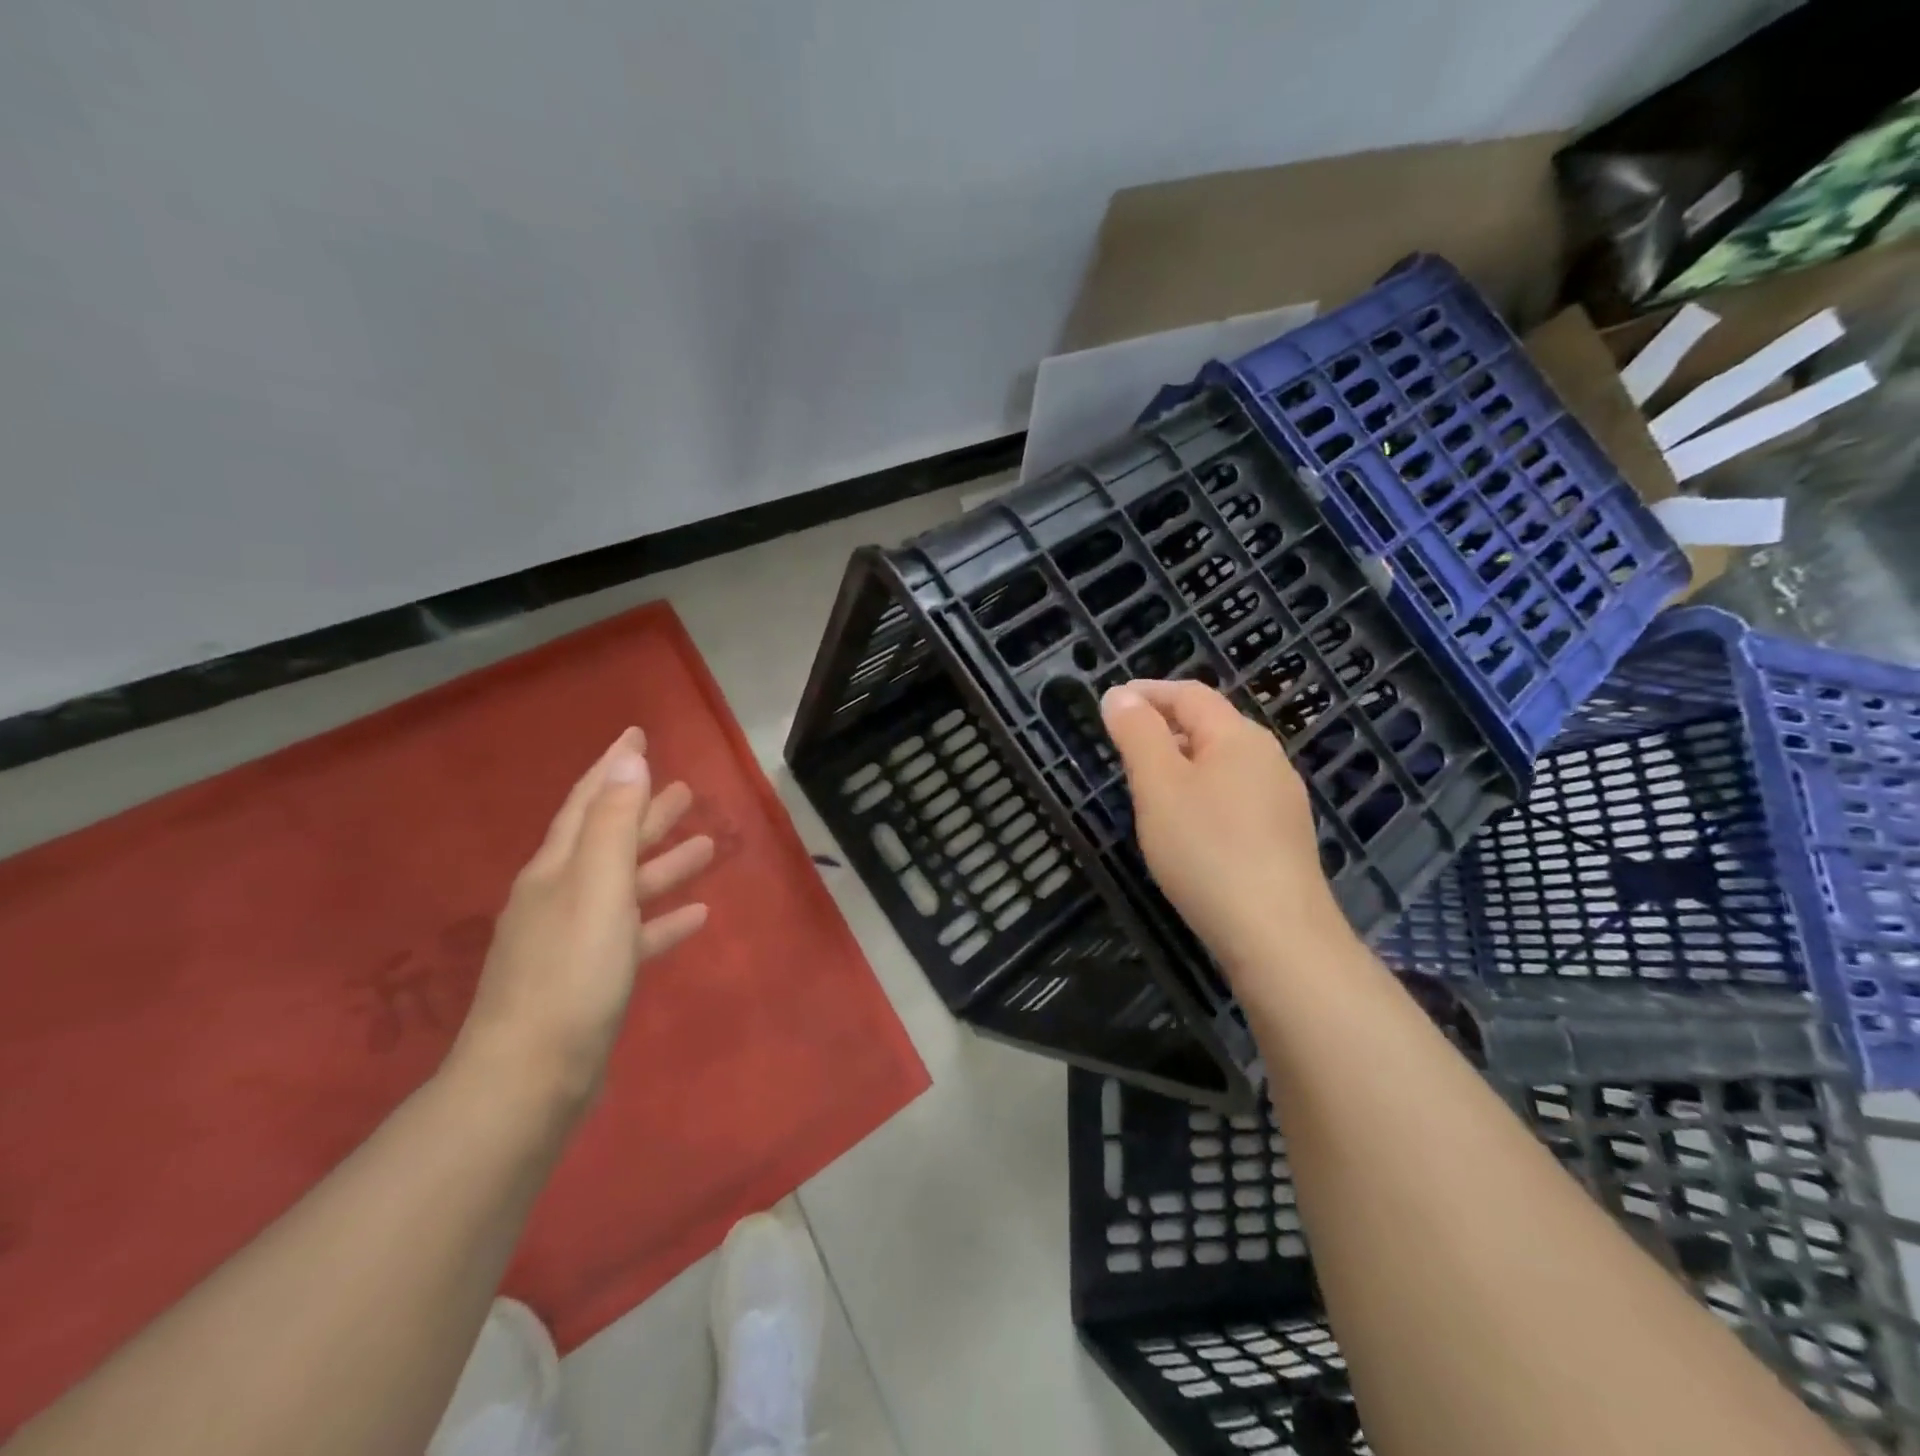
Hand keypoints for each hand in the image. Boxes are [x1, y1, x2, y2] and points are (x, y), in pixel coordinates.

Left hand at [450, 727, 714, 1111]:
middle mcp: (561, 897)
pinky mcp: (592, 978)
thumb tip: (628, 761)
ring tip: (706, 846)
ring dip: (663, 864)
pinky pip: (634, 934)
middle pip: (609, 841)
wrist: (530, 1079)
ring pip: (627, 887)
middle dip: (646, 812)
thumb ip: (613, 825)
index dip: (614, 767)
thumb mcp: (596, 889)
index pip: (588, 802)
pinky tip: (696, 914)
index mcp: (556, 870)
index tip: (638, 734)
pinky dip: (662, 919)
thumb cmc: (570, 974)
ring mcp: (575, 940)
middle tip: (686, 789)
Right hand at [1100, 679, 1347, 979]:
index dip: (1148, 692)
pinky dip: (1202, 793)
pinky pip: (1235, 796)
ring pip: (1223, 764)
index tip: (1111, 702)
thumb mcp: (1158, 786)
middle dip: (1164, 727)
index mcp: (1238, 737)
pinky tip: (1187, 825)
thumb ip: (1137, 734)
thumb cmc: (1207, 850)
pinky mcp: (1284, 836)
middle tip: (1122, 745)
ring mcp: (1281, 799)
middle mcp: (1268, 758)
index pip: (1189, 694)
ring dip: (1183, 762)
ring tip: (1148, 784)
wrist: (1276, 935)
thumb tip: (1119, 694)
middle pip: (1210, 726)